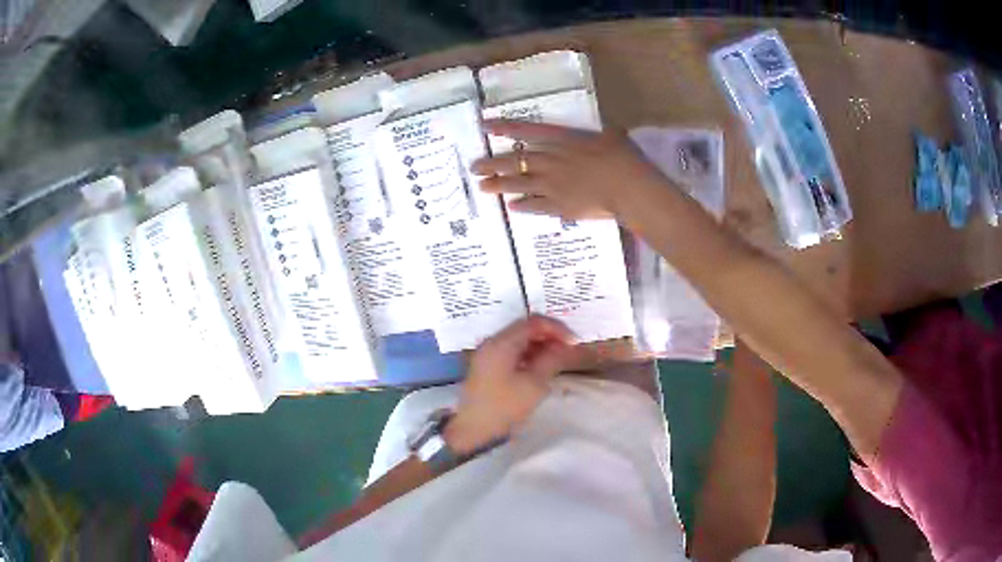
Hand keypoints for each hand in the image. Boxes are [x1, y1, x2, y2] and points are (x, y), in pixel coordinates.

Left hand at [444, 315, 575, 454]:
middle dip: (548, 336)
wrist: (472, 431)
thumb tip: (565, 346)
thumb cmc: (504, 407)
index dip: (556, 328)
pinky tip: (540, 368)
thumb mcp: (534, 384)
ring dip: (539, 346)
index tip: (573, 342)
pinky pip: (511, 352)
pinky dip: (527, 355)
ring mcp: (487, 354)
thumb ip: (551, 360)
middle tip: (567, 350)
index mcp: (502, 343)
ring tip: (557, 360)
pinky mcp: (486, 367)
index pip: (533, 322)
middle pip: (524, 328)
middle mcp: (492, 343)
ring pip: (518, 340)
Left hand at [472, 119, 666, 219]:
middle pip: (515, 161)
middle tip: (474, 167)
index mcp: (563, 141)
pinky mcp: (560, 207)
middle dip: (492, 164)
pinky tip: (512, 207)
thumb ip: (604, 133)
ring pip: (519, 184)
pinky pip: (535, 207)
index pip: (527, 132)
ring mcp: (552, 185)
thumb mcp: (613, 136)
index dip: (504, 129)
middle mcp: (551, 161)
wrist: (628, 188)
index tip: (485, 127)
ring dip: (500, 185)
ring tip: (483, 187)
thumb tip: (612, 130)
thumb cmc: (623, 158)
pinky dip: (523, 206)